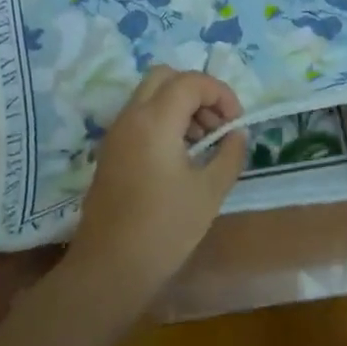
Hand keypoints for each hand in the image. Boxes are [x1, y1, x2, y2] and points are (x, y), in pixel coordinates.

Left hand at [67, 67, 248, 312]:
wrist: (109, 268)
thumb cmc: (165, 229)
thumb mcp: (210, 191)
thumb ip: (229, 154)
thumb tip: (236, 134)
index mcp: (155, 120)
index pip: (192, 82)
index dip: (221, 94)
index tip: (237, 123)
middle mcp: (131, 116)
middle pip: (166, 77)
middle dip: (198, 91)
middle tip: (217, 124)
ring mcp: (116, 132)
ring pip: (151, 95)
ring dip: (180, 105)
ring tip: (204, 142)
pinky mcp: (111, 150)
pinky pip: (140, 116)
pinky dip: (164, 120)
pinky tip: (181, 156)